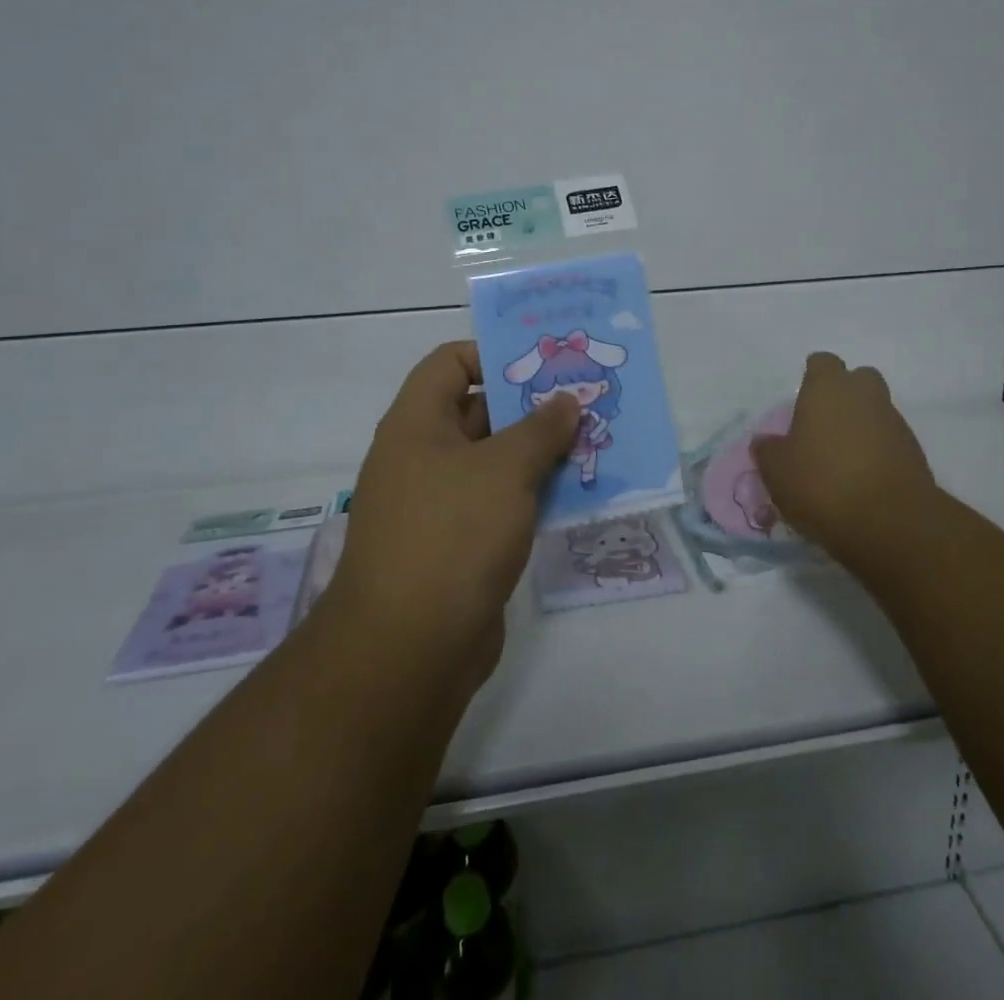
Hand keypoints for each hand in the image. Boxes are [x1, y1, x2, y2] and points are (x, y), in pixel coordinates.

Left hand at [325, 341, 578, 690]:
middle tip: (585, 400)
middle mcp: (423, 456)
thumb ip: (540, 428)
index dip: (493, 353)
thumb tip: (565, 401)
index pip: (450, 362)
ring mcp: (439, 503)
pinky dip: (532, 493)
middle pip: (479, 411)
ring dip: (539, 452)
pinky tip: (576, 492)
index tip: (544, 364)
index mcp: (417, 424)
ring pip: (495, 460)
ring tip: (593, 441)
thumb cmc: (453, 535)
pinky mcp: (458, 544)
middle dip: (531, 405)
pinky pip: (499, 502)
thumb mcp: (504, 470)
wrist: (409, 649)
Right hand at [751, 352, 943, 582]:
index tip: (801, 400)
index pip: (822, 363)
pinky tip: (861, 479)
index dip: (812, 377)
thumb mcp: (777, 471)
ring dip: (861, 426)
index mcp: (828, 388)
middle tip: (823, 424)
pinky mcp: (914, 452)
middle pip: (857, 380)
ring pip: (875, 410)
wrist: (891, 523)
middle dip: (844, 395)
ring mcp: (894, 422)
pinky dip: (877, 452)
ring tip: (840, 460)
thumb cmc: (822, 484)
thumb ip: (768, 451)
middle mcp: (865, 395)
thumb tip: (766, 442)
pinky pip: (890, 440)